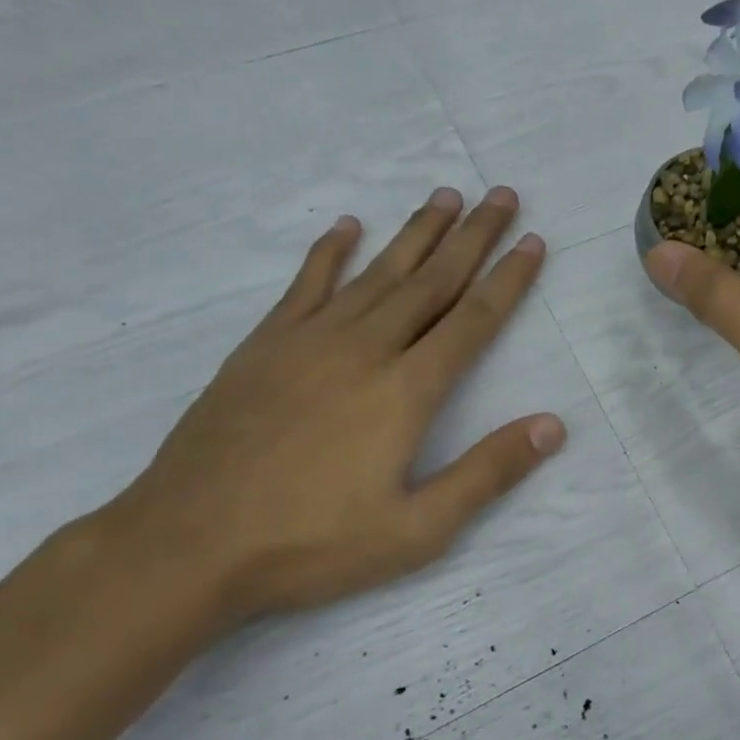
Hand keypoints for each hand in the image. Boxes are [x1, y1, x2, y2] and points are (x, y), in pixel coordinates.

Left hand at [105, 186, 564, 625]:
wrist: (186, 545)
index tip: (533, 241)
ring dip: (416, 232)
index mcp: (405, 390)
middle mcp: (364, 349)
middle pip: (431, 281)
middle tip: (502, 195)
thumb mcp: (416, 531)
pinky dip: (330, 252)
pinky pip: (306, 285)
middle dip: (473, 236)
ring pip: (377, 272)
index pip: (472, 320)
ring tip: (446, 196)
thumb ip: (486, 473)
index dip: (508, 280)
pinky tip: (347, 226)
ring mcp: (309, 341)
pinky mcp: (263, 345)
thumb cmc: (310, 545)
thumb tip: (553, 426)